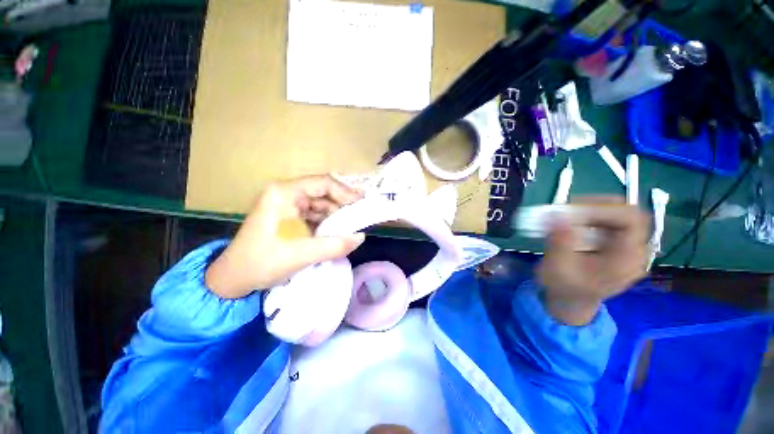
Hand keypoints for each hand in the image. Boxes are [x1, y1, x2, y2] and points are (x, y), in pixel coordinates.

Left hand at [205, 175, 364, 298]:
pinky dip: (327, 224)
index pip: (324, 183)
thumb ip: (335, 245)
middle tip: (360, 220)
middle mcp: (286, 194)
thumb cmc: (262, 262)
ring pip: (321, 205)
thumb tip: (361, 237)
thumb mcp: (302, 254)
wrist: (232, 280)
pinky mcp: (289, 217)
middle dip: (342, 207)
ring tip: (350, 229)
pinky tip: (336, 233)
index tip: (362, 206)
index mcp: (285, 193)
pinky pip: (315, 216)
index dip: (346, 193)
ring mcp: (287, 205)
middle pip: (324, 193)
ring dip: (336, 217)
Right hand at [537, 196, 649, 325]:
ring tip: (567, 215)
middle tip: (569, 209)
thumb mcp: (557, 268)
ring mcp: (627, 247)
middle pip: (628, 213)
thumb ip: (559, 242)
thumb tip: (557, 215)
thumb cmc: (565, 288)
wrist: (572, 301)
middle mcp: (634, 251)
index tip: (572, 209)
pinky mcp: (617, 245)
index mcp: (627, 259)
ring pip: (619, 215)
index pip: (631, 219)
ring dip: (592, 210)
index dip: (604, 208)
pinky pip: (610, 222)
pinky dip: (591, 217)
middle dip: (597, 206)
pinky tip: (573, 223)